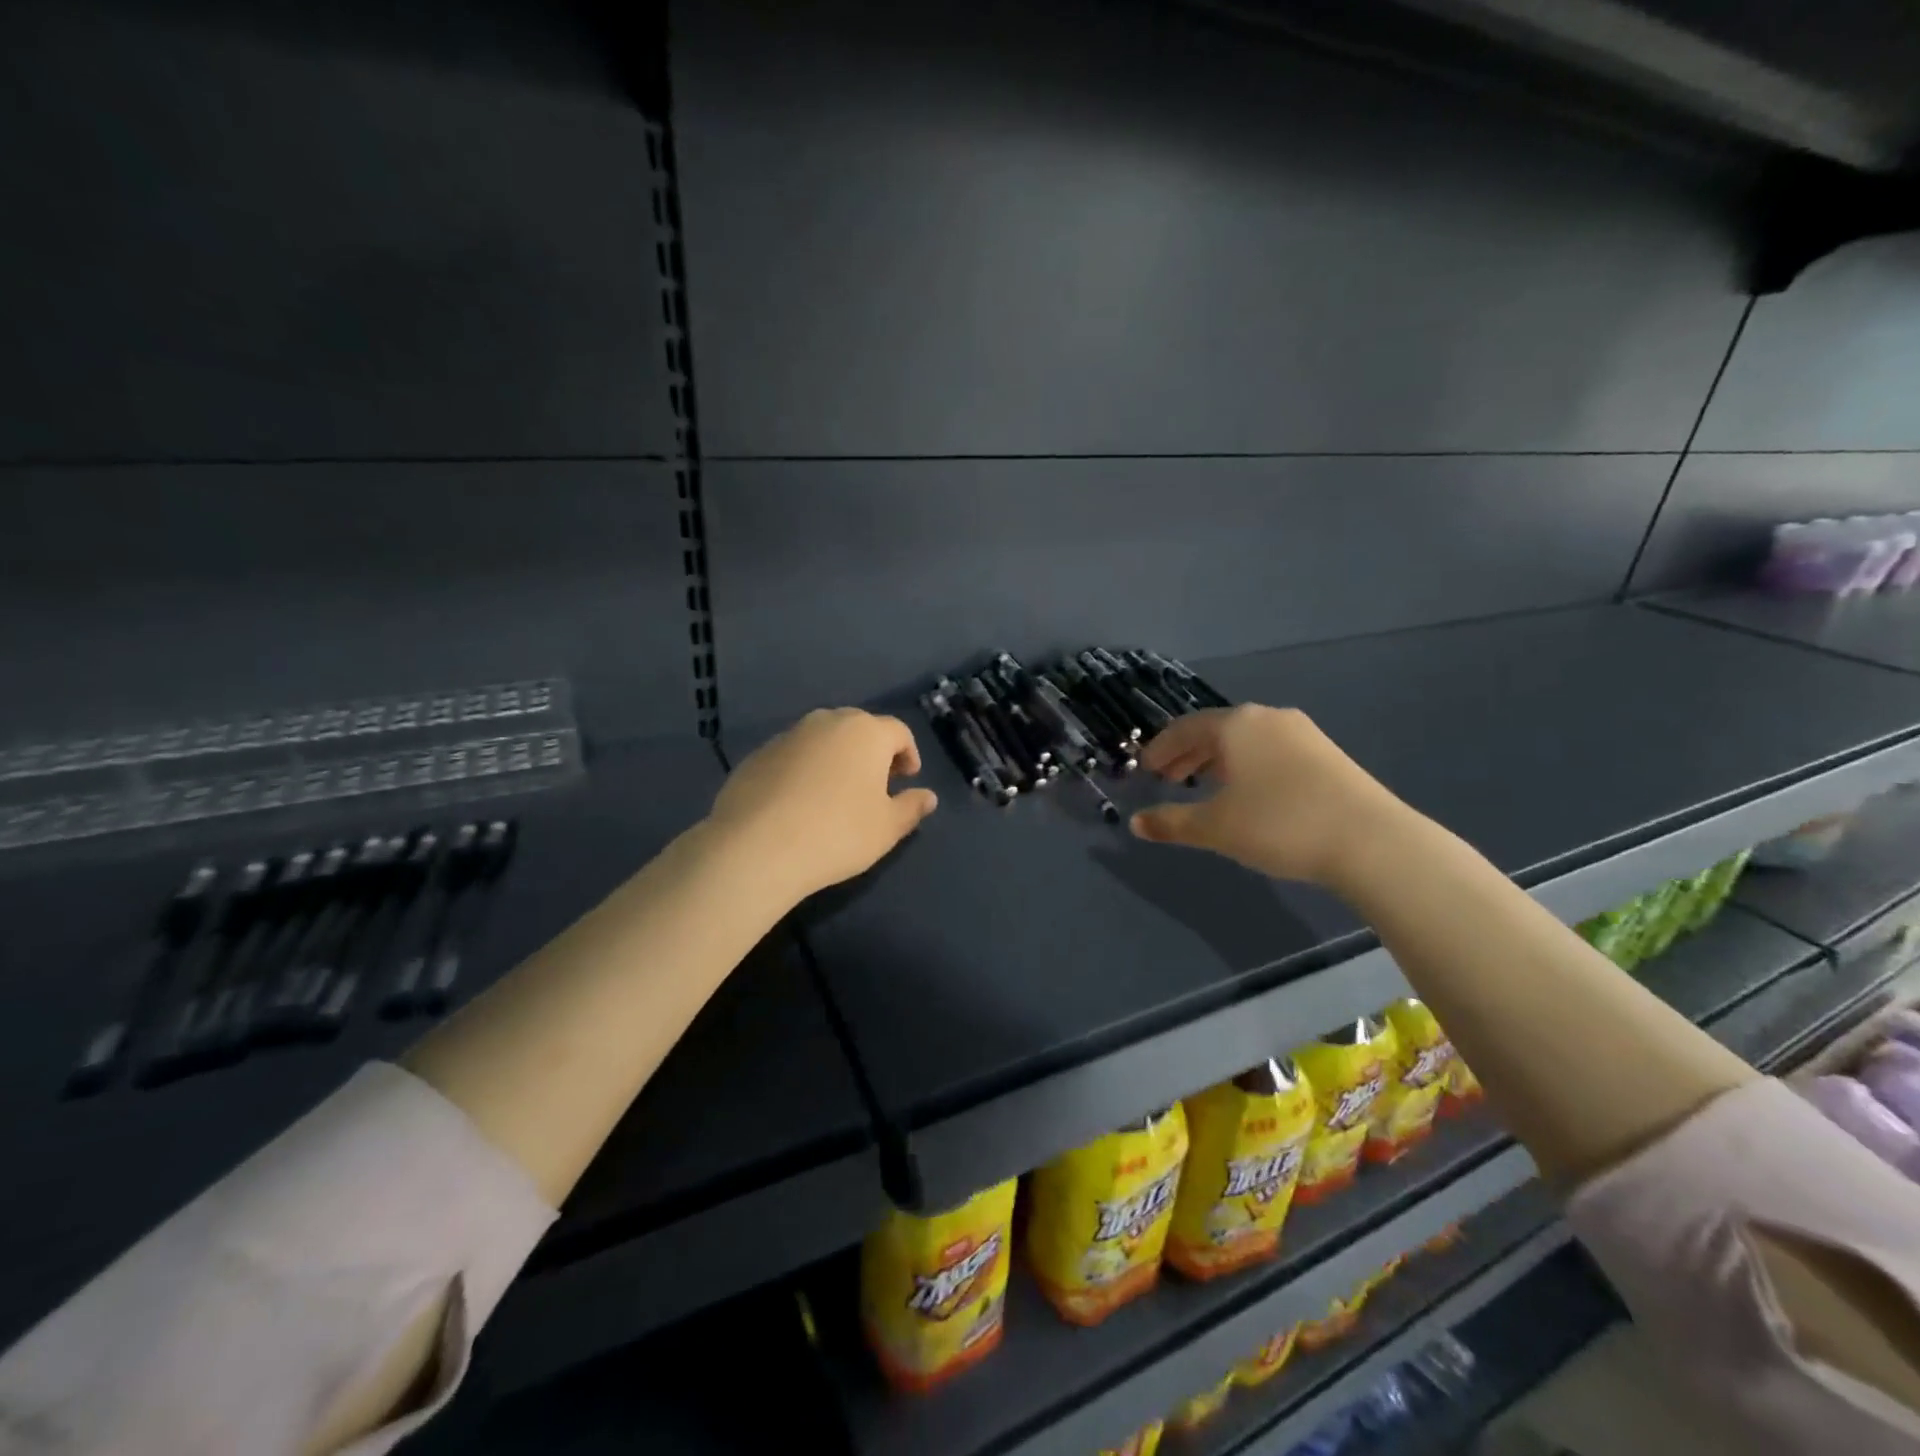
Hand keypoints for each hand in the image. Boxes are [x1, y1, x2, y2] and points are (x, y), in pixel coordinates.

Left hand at [707, 708, 938, 901]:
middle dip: (873, 752)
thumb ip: (911, 807)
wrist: (757, 846)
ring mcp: (789, 735)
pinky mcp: (758, 754)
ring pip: (824, 739)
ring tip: (836, 794)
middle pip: (860, 728)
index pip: (898, 732)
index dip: (909, 754)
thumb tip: (929, 797)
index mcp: (866, 732)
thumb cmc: (837, 833)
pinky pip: (794, 755)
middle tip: (875, 785)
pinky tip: (799, 802)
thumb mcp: (887, 828)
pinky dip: (805, 769)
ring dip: (837, 758)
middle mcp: (828, 722)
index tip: (907, 780)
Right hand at [1129, 705, 1409, 886]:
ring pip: (1245, 740)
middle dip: (1187, 754)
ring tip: (1203, 785)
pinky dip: (1246, 765)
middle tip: (1167, 778)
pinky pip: (1270, 750)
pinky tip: (1248, 792)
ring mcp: (1302, 733)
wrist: (1370, 840)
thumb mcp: (1216, 828)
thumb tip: (1136, 823)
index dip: (1160, 749)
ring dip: (1217, 760)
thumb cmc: (1279, 824)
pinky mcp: (1326, 753)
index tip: (1145, 769)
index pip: (1184, 728)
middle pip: (1215, 730)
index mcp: (1236, 725)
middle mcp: (1267, 718)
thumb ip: (1172, 823)